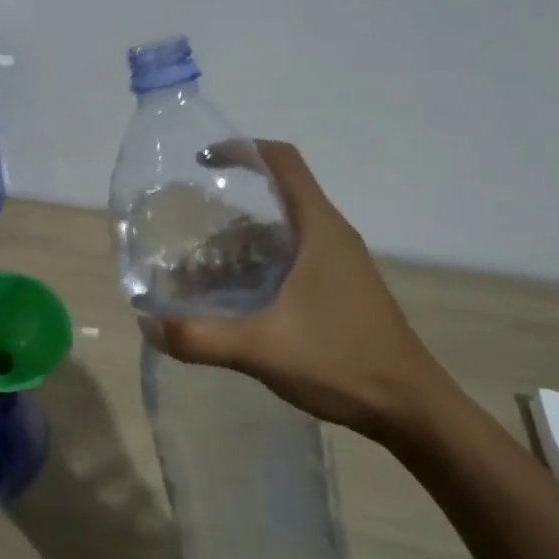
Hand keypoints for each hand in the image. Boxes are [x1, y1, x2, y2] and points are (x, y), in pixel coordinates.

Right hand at [145, 142, 453, 440]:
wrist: (410, 409)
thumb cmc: (343, 362)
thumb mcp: (263, 348)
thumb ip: (201, 336)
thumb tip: (147, 325)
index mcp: (319, 229)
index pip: (283, 162)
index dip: (242, 149)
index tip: (201, 161)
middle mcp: (330, 236)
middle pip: (272, 202)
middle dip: (223, 216)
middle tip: (183, 238)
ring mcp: (336, 265)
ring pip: (278, 236)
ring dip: (236, 249)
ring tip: (195, 277)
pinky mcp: (336, 291)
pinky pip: (288, 262)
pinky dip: (254, 270)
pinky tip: (228, 303)